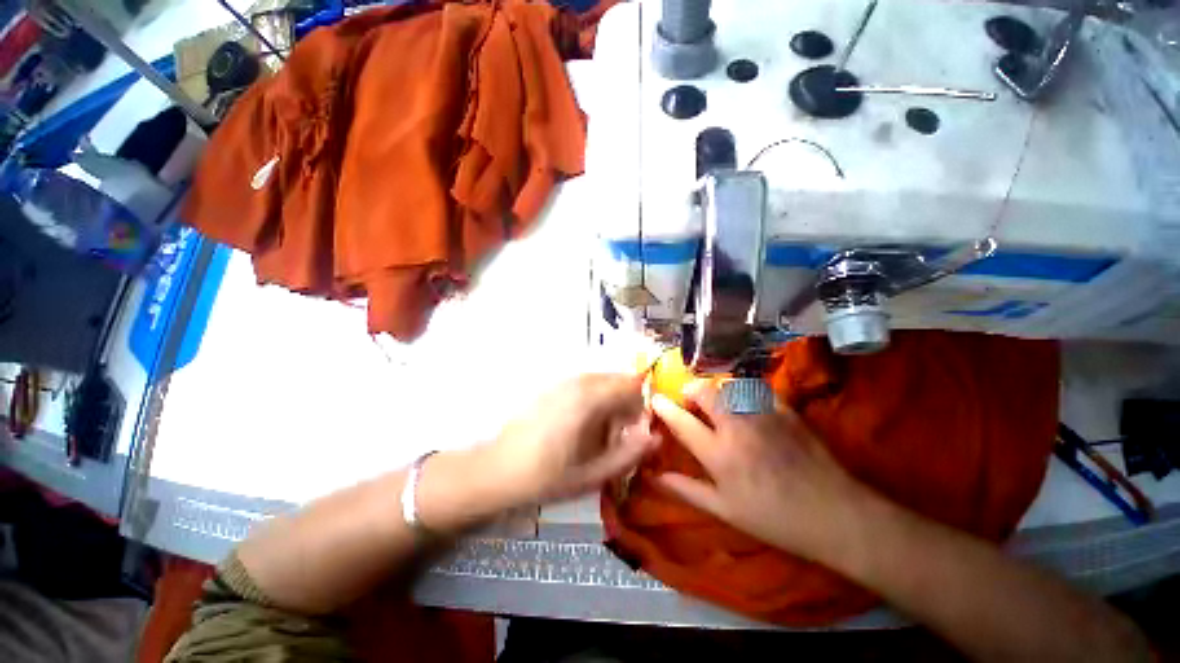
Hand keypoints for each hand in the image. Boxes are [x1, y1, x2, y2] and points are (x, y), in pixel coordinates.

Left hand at [490, 374, 658, 505]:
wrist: (499, 469)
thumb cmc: (547, 476)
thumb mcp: (593, 475)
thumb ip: (630, 455)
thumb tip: (657, 437)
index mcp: (590, 399)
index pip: (633, 386)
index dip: (641, 408)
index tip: (635, 433)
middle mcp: (579, 382)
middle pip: (619, 381)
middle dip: (626, 405)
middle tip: (616, 438)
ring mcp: (564, 381)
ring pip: (603, 383)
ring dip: (610, 403)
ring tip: (597, 436)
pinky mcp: (554, 386)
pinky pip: (586, 385)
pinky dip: (594, 401)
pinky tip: (579, 427)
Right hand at [650, 380, 874, 561]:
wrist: (834, 514)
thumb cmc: (773, 518)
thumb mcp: (724, 511)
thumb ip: (686, 490)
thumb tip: (654, 476)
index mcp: (718, 453)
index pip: (681, 421)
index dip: (663, 407)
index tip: (655, 400)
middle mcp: (736, 426)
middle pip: (703, 392)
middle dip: (690, 390)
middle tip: (689, 400)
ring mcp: (762, 414)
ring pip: (727, 386)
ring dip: (715, 390)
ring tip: (717, 402)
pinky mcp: (784, 409)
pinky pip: (755, 388)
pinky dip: (743, 391)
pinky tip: (745, 403)